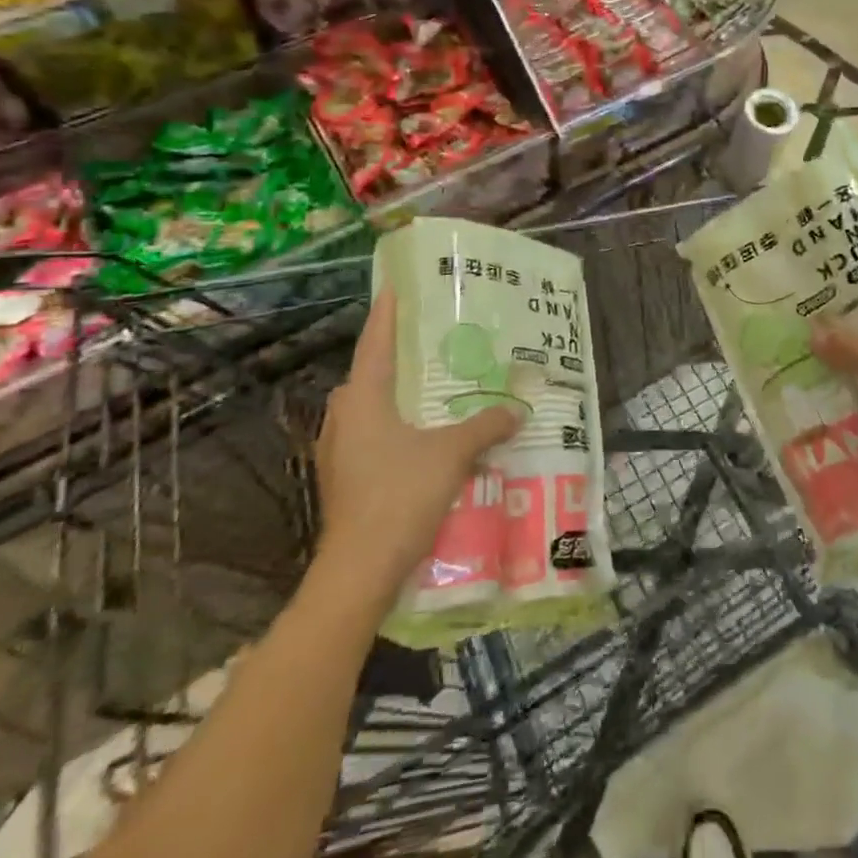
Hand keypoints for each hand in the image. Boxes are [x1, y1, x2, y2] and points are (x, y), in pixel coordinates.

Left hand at [314, 288, 520, 579]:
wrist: (360, 571)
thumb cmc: (401, 496)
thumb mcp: (452, 454)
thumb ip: (485, 426)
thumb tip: (518, 410)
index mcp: (364, 399)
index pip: (375, 343)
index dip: (386, 314)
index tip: (394, 287)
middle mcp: (344, 417)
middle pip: (368, 375)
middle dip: (394, 356)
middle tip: (428, 342)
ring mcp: (339, 451)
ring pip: (368, 407)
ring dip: (393, 394)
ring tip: (429, 388)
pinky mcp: (343, 478)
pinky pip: (370, 434)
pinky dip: (392, 425)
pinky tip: (420, 436)